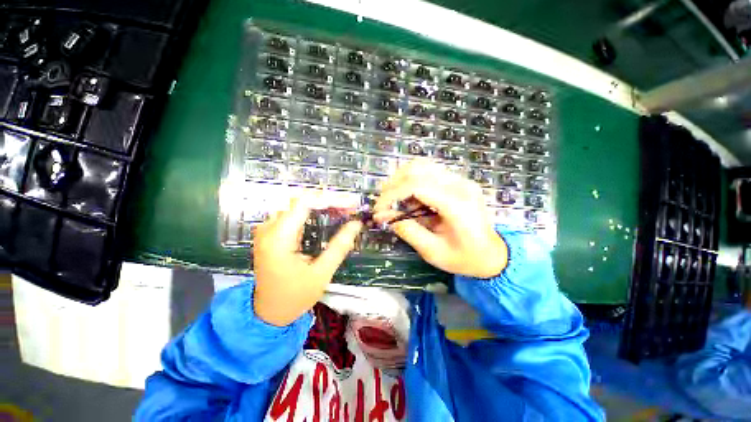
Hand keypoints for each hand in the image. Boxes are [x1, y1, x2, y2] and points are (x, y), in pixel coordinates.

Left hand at [253, 197, 362, 326]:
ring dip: (321, 203)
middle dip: (328, 199)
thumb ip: (339, 246)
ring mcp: (268, 230)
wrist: (268, 312)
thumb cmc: (295, 297)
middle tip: (349, 206)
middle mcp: (269, 229)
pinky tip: (327, 214)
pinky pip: (293, 213)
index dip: (330, 199)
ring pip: (296, 203)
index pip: (304, 203)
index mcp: (278, 238)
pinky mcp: (272, 233)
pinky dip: (312, 210)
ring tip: (342, 209)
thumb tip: (356, 224)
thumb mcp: (321, 273)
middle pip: (300, 200)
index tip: (351, 204)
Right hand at [373, 160, 506, 277]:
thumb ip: (407, 230)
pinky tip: (410, 200)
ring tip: (394, 200)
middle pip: (418, 168)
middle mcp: (460, 185)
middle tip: (383, 203)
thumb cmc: (464, 258)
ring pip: (422, 166)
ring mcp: (460, 180)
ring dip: (402, 180)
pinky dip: (412, 182)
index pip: (416, 185)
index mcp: (456, 204)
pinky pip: (429, 173)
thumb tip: (384, 215)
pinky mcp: (458, 182)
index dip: (392, 194)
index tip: (379, 209)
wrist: (492, 255)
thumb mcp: (432, 251)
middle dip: (394, 184)